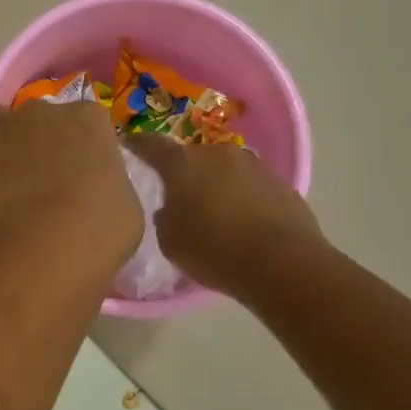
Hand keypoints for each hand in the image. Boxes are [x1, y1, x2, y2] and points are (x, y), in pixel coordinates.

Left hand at [0, 100, 142, 272]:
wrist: (39, 253)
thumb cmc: (97, 233)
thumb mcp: (126, 207)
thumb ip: (108, 183)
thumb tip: (94, 188)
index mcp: (86, 119)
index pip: (86, 120)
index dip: (81, 146)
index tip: (81, 174)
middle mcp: (38, 112)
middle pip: (37, 119)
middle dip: (39, 142)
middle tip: (42, 183)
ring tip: (4, 186)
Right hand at [124, 137, 323, 298]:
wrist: (283, 264)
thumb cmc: (214, 250)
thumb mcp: (170, 241)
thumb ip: (164, 217)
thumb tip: (171, 208)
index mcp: (183, 164)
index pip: (151, 145)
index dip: (137, 145)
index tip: (127, 145)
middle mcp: (218, 154)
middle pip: (192, 158)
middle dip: (183, 173)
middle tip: (176, 195)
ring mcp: (254, 165)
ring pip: (224, 170)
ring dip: (215, 184)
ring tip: (213, 211)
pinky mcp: (281, 183)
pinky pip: (250, 187)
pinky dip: (242, 198)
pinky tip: (242, 223)